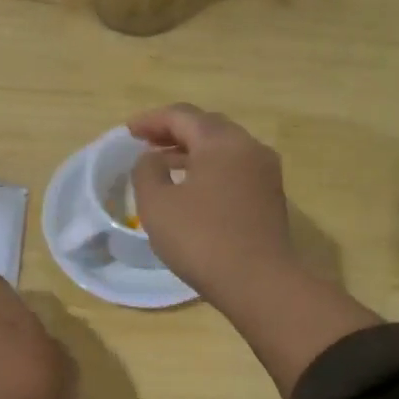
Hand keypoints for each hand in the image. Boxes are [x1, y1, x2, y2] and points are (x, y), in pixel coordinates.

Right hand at [128, 104, 380, 397]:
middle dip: (174, 132)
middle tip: (146, 143)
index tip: (128, 132)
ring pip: (223, 149)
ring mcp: (265, 172)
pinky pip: (234, 169)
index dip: (151, 120)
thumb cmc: (201, 239)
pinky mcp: (270, 197)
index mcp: (221, 141)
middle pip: (207, 127)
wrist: (259, 282)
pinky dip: (209, 168)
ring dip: (192, 151)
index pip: (182, 116)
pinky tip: (192, 187)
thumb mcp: (157, 204)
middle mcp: (249, 147)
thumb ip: (147, 171)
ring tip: (164, 164)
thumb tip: (153, 159)